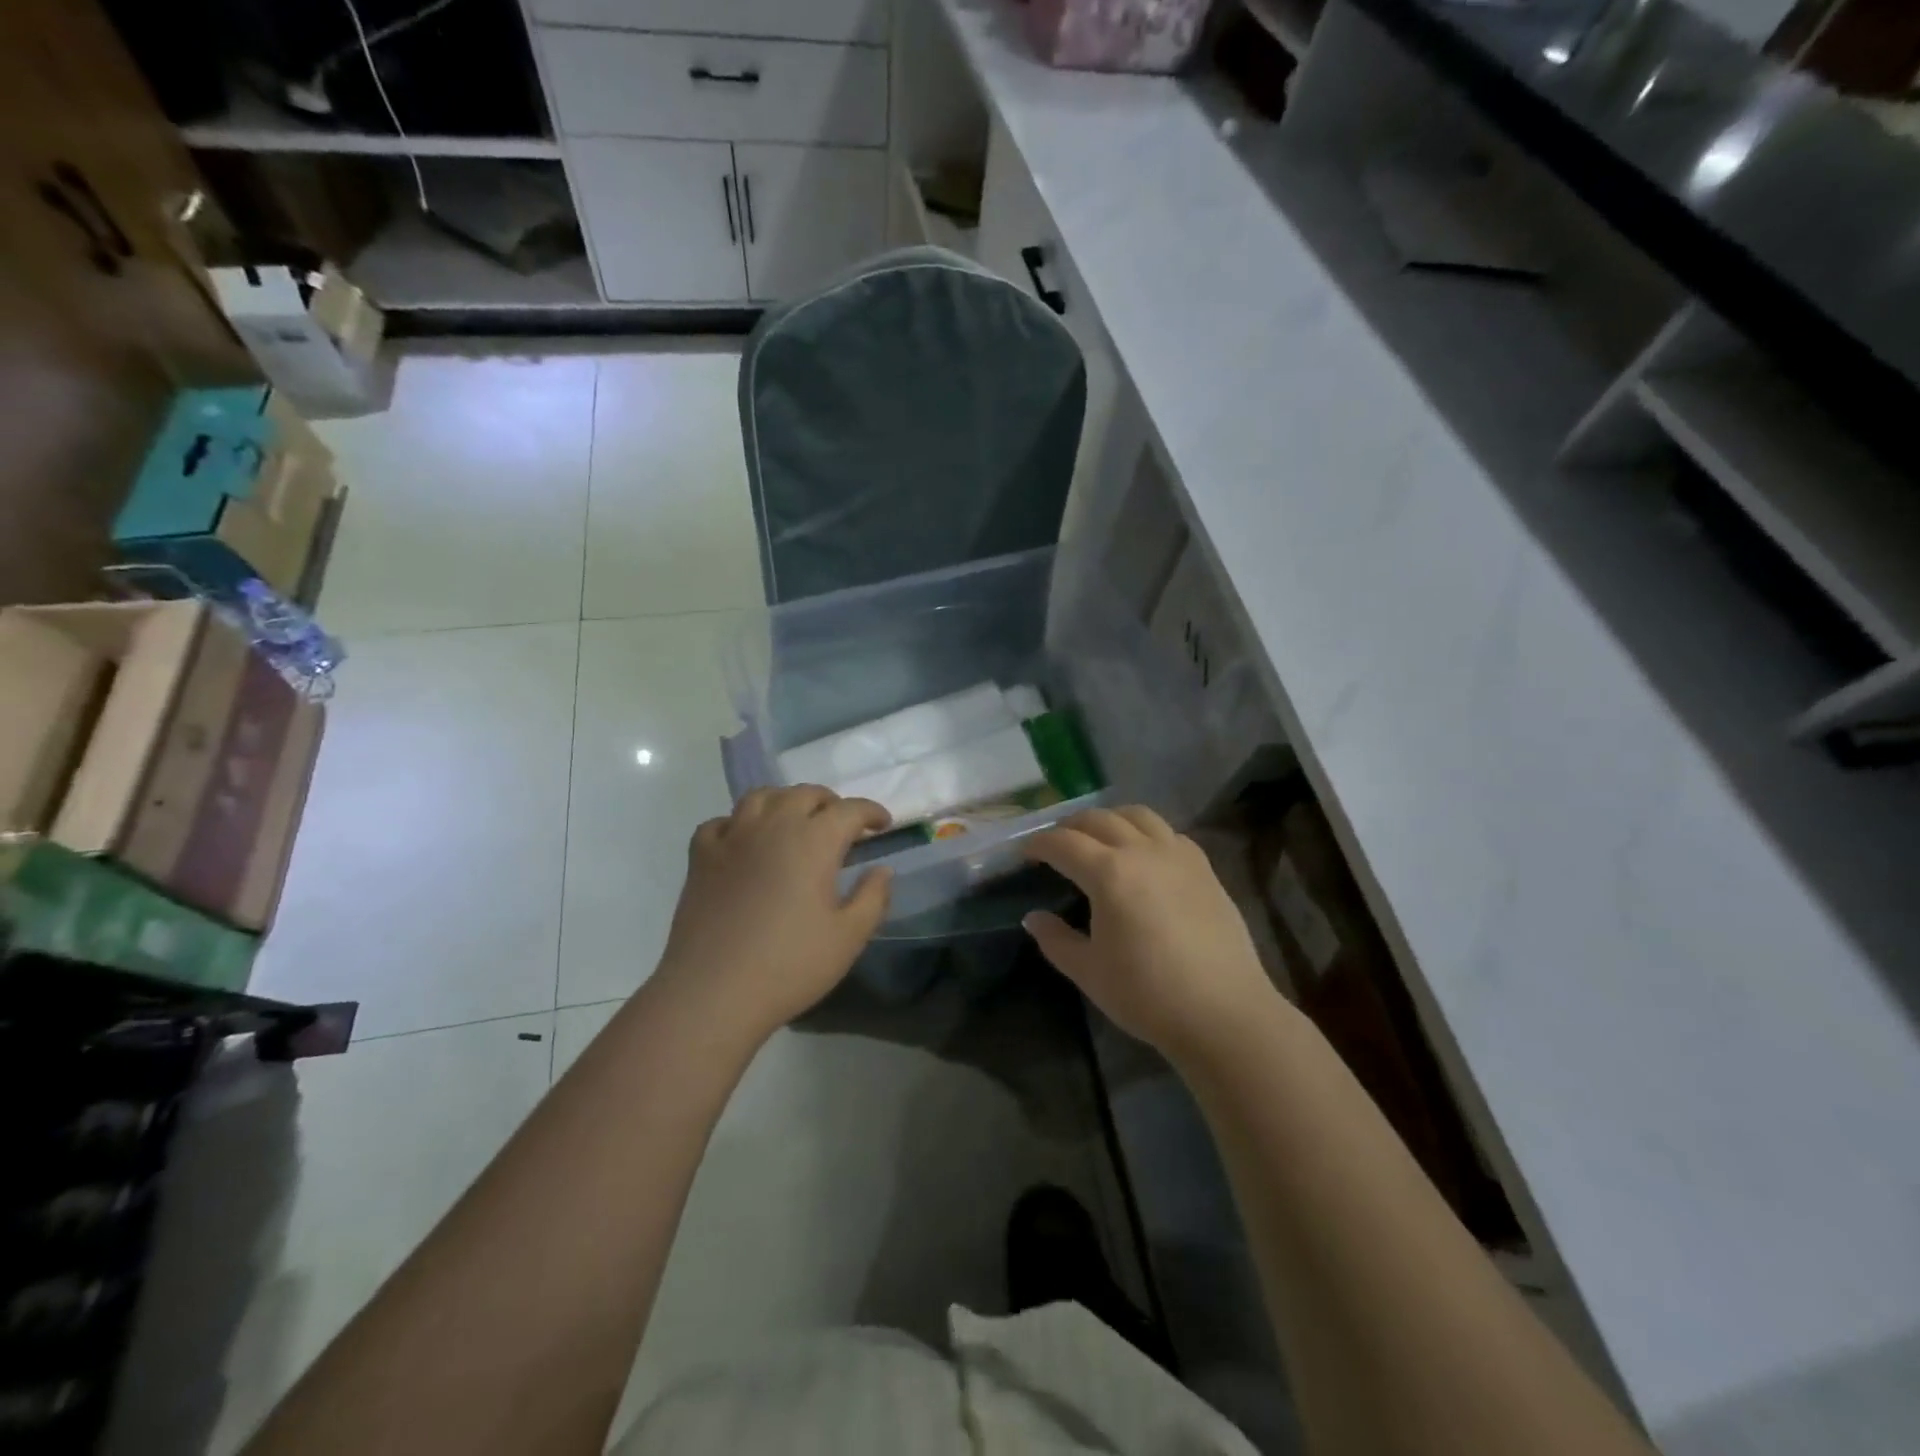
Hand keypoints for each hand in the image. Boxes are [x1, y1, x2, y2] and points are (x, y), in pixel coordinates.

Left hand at [656, 786, 892, 1041]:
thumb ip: (873, 897)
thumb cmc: (790, 965)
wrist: (713, 992)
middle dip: (830, 803)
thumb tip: (881, 869)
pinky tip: (744, 842)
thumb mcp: (849, 938)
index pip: (850, 810)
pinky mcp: (701, 857)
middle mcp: (773, 826)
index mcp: (814, 841)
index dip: (871, 812)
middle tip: (842, 825)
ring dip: (786, 801)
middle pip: (805, 794)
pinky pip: (721, 822)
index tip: (883, 824)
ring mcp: (732, 837)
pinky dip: (738, 823)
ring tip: (795, 821)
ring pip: (761, 797)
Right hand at [1023, 807, 1276, 1063]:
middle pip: (1098, 819)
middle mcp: (1142, 851)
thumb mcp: (1089, 972)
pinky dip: (1146, 832)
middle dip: (1069, 827)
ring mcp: (1178, 855)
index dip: (1038, 844)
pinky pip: (1169, 833)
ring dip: (1109, 819)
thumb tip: (1034, 918)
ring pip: (1137, 815)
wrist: (1223, 1012)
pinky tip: (1144, 855)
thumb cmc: (1147, 994)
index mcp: (1109, 873)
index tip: (1025, 853)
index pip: (1063, 843)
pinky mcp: (1204, 868)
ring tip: (1099, 838)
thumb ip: (1056, 939)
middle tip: (1055, 845)